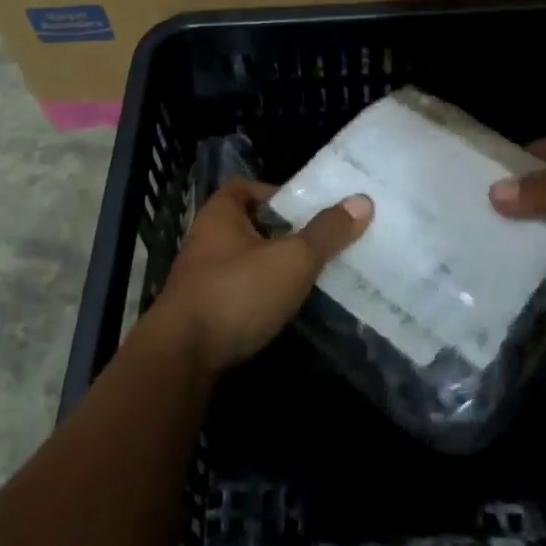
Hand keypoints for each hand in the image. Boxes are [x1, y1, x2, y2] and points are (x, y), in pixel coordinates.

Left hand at [152, 178, 371, 374]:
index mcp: (219, 214)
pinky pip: (238, 294)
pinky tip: (283, 311)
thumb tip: (362, 200)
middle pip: (247, 224)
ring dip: (270, 268)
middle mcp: (205, 240)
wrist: (182, 359)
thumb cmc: (237, 292)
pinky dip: (259, 298)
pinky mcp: (201, 315)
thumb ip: (326, 232)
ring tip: (308, 277)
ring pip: (243, 262)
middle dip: (280, 233)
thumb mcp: (291, 259)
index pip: (245, 186)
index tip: (305, 209)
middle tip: (317, 243)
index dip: (275, 192)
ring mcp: (200, 279)